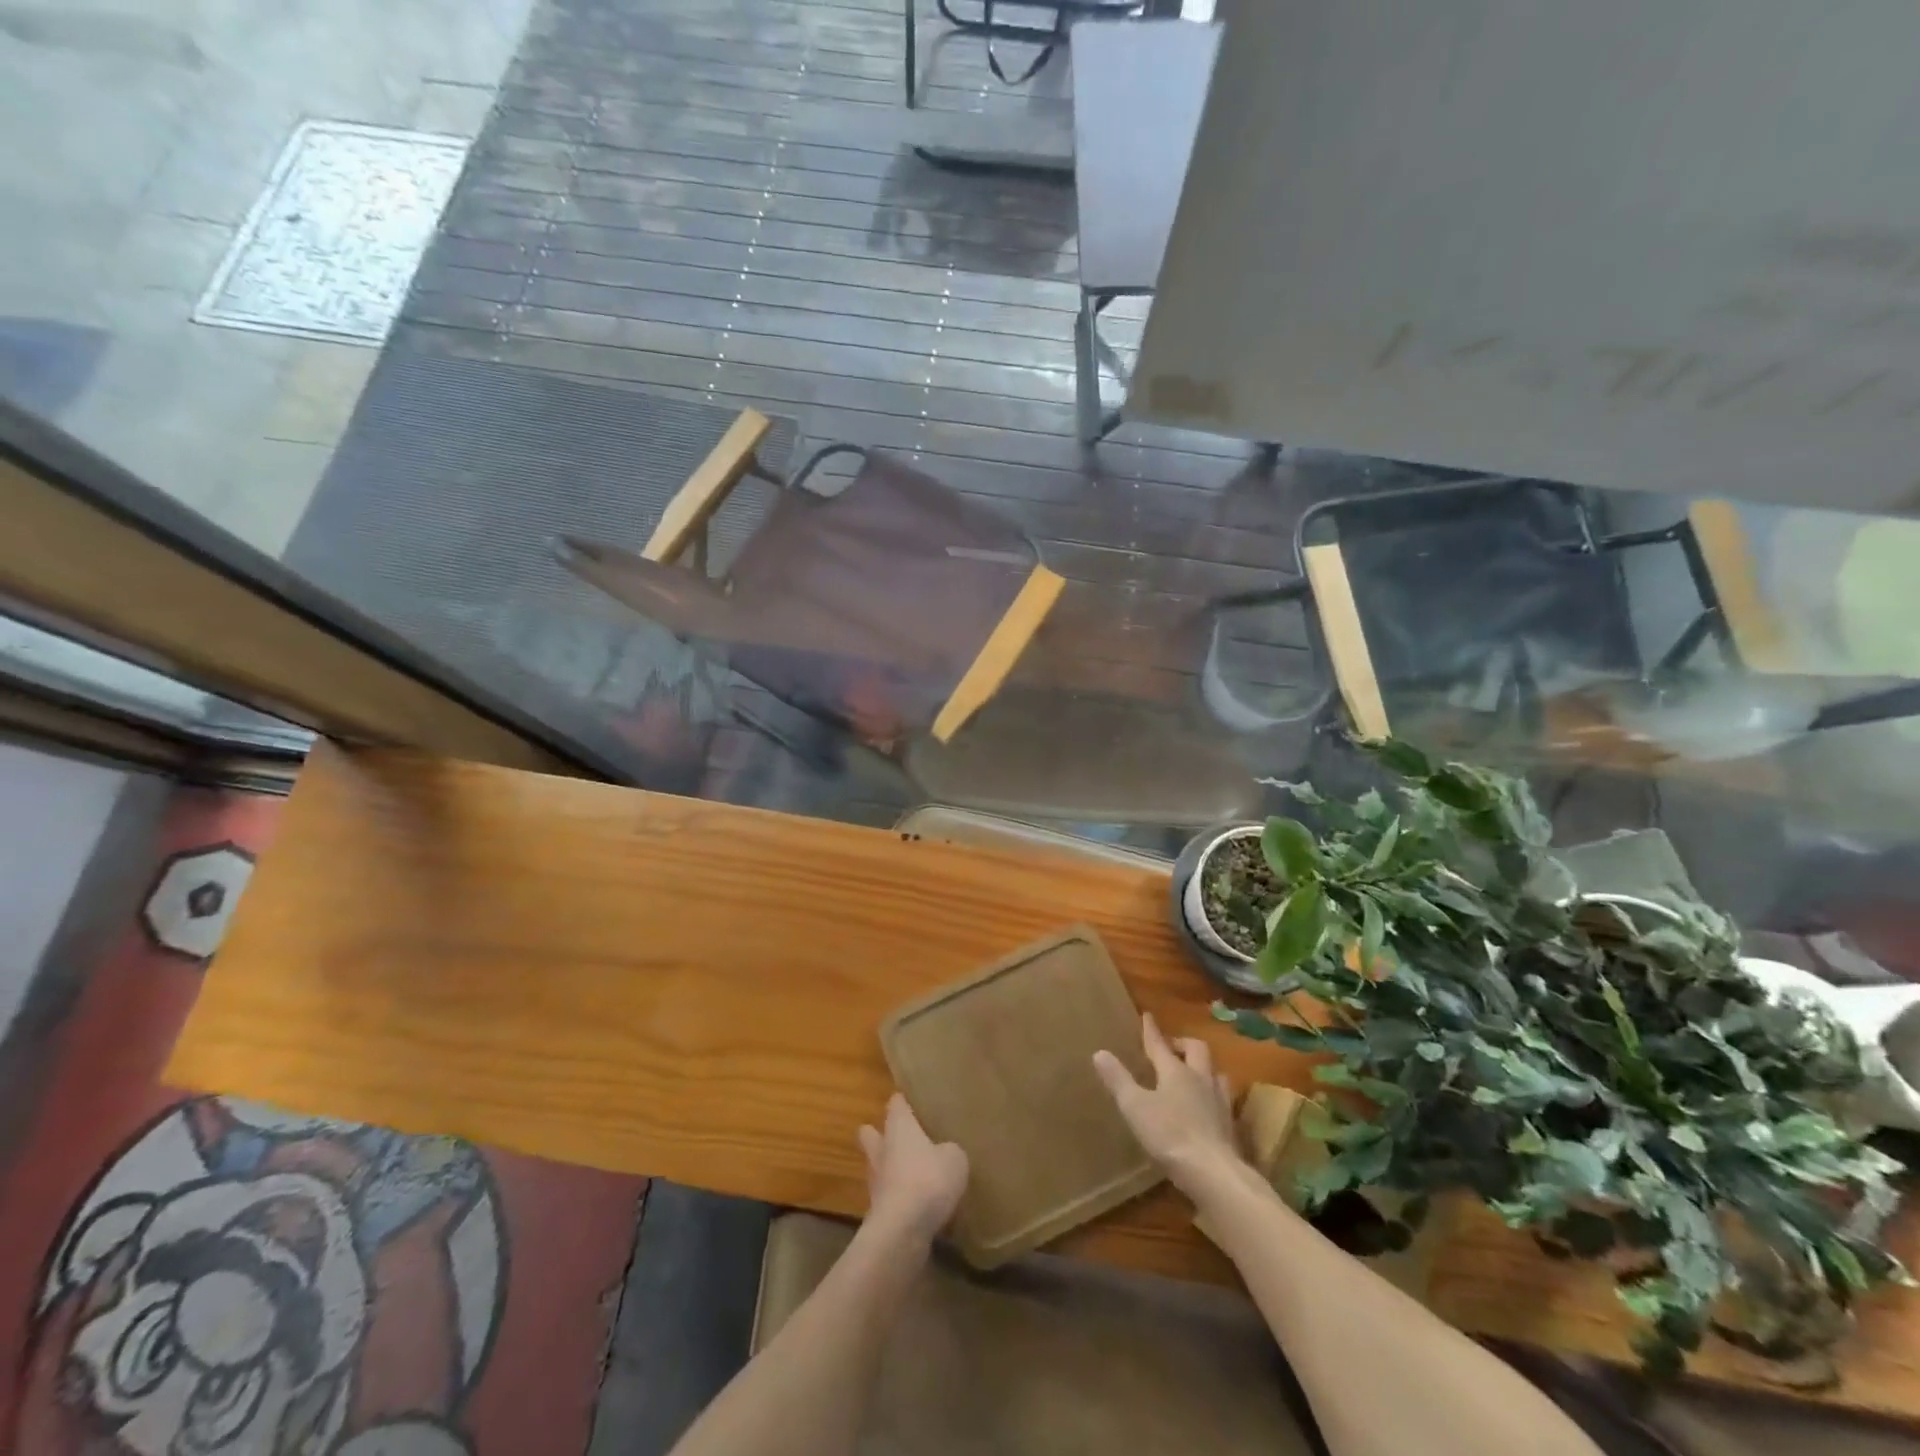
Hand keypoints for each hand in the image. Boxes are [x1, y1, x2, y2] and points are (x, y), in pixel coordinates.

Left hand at [859, 1094, 968, 1243]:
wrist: (902, 1231)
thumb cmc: (928, 1180)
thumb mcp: (954, 1158)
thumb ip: (949, 1150)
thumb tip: (945, 1152)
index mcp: (898, 1127)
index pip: (896, 1104)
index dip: (902, 1102)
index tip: (911, 1101)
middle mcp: (881, 1149)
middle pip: (870, 1133)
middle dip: (881, 1133)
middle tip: (903, 1138)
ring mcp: (876, 1182)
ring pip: (878, 1166)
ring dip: (891, 1169)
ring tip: (913, 1174)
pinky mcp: (877, 1211)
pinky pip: (888, 1196)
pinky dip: (899, 1198)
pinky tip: (917, 1204)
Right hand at [1094, 1013, 1241, 1193]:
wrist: (1214, 1173)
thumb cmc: (1170, 1134)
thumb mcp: (1135, 1106)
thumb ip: (1118, 1079)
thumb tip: (1099, 1052)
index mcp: (1175, 1071)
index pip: (1160, 1044)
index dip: (1151, 1030)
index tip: (1147, 1016)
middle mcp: (1200, 1079)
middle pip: (1196, 1050)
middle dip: (1182, 1044)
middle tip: (1171, 1047)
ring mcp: (1219, 1101)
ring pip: (1215, 1072)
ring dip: (1203, 1067)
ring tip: (1193, 1072)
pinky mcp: (1230, 1125)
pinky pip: (1223, 1098)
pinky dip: (1213, 1093)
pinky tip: (1208, 1106)